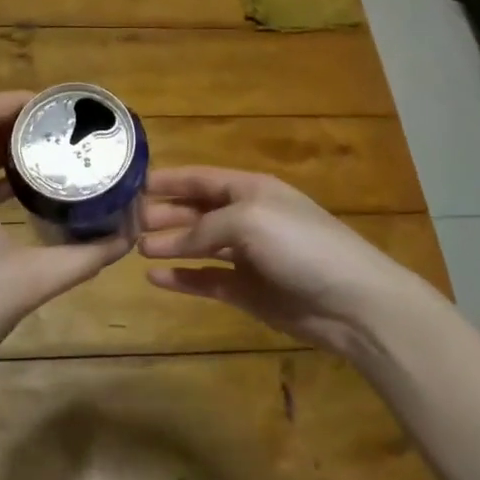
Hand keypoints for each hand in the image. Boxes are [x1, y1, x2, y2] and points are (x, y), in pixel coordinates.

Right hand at [138, 167, 430, 360]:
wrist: (352, 301)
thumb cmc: (301, 245)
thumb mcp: (249, 221)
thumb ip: (203, 227)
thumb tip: (165, 243)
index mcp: (251, 190)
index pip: (201, 178)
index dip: (169, 180)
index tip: (132, 184)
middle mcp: (246, 218)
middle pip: (196, 210)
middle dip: (164, 213)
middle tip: (127, 221)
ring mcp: (247, 256)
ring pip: (199, 246)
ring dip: (170, 245)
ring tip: (136, 248)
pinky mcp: (248, 291)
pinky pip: (207, 280)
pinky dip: (183, 278)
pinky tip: (156, 278)